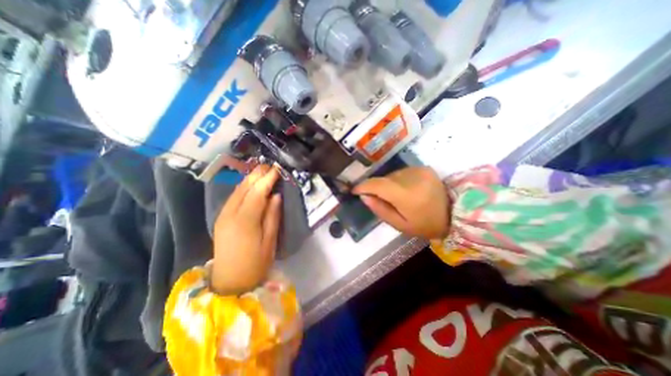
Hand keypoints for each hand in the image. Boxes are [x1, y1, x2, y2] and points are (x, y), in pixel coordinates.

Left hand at [211, 166, 279, 294]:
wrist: (230, 282)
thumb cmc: (256, 263)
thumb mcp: (269, 241)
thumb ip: (272, 216)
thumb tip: (276, 196)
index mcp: (245, 221)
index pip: (257, 192)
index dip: (267, 179)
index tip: (277, 169)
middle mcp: (230, 214)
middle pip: (244, 188)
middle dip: (257, 175)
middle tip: (270, 165)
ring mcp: (223, 215)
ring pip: (237, 190)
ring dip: (250, 179)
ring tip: (262, 171)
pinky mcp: (221, 218)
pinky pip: (233, 197)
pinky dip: (243, 187)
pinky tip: (250, 184)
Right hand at [352, 167, 450, 238]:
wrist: (454, 215)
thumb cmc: (425, 225)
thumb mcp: (400, 225)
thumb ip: (380, 209)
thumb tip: (364, 196)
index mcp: (407, 196)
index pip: (378, 185)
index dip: (364, 186)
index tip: (355, 190)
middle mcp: (413, 178)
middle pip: (384, 179)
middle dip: (376, 188)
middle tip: (378, 199)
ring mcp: (420, 171)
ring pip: (392, 175)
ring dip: (387, 184)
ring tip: (394, 196)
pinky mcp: (424, 168)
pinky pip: (401, 172)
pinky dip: (397, 180)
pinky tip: (405, 190)